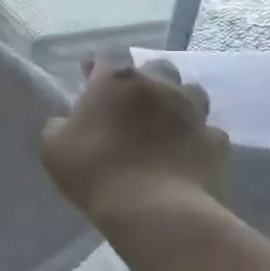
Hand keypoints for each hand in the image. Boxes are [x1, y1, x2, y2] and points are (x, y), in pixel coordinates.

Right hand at [40, 56, 228, 219]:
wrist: (155, 211)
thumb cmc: (96, 172)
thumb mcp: (52, 147)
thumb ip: (59, 125)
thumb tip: (68, 122)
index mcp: (115, 81)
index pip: (104, 59)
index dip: (94, 66)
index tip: (87, 75)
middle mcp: (158, 86)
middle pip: (156, 67)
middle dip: (144, 78)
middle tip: (130, 100)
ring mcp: (193, 113)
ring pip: (191, 92)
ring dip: (177, 100)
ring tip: (164, 121)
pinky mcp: (217, 142)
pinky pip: (207, 131)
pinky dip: (196, 137)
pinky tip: (185, 151)